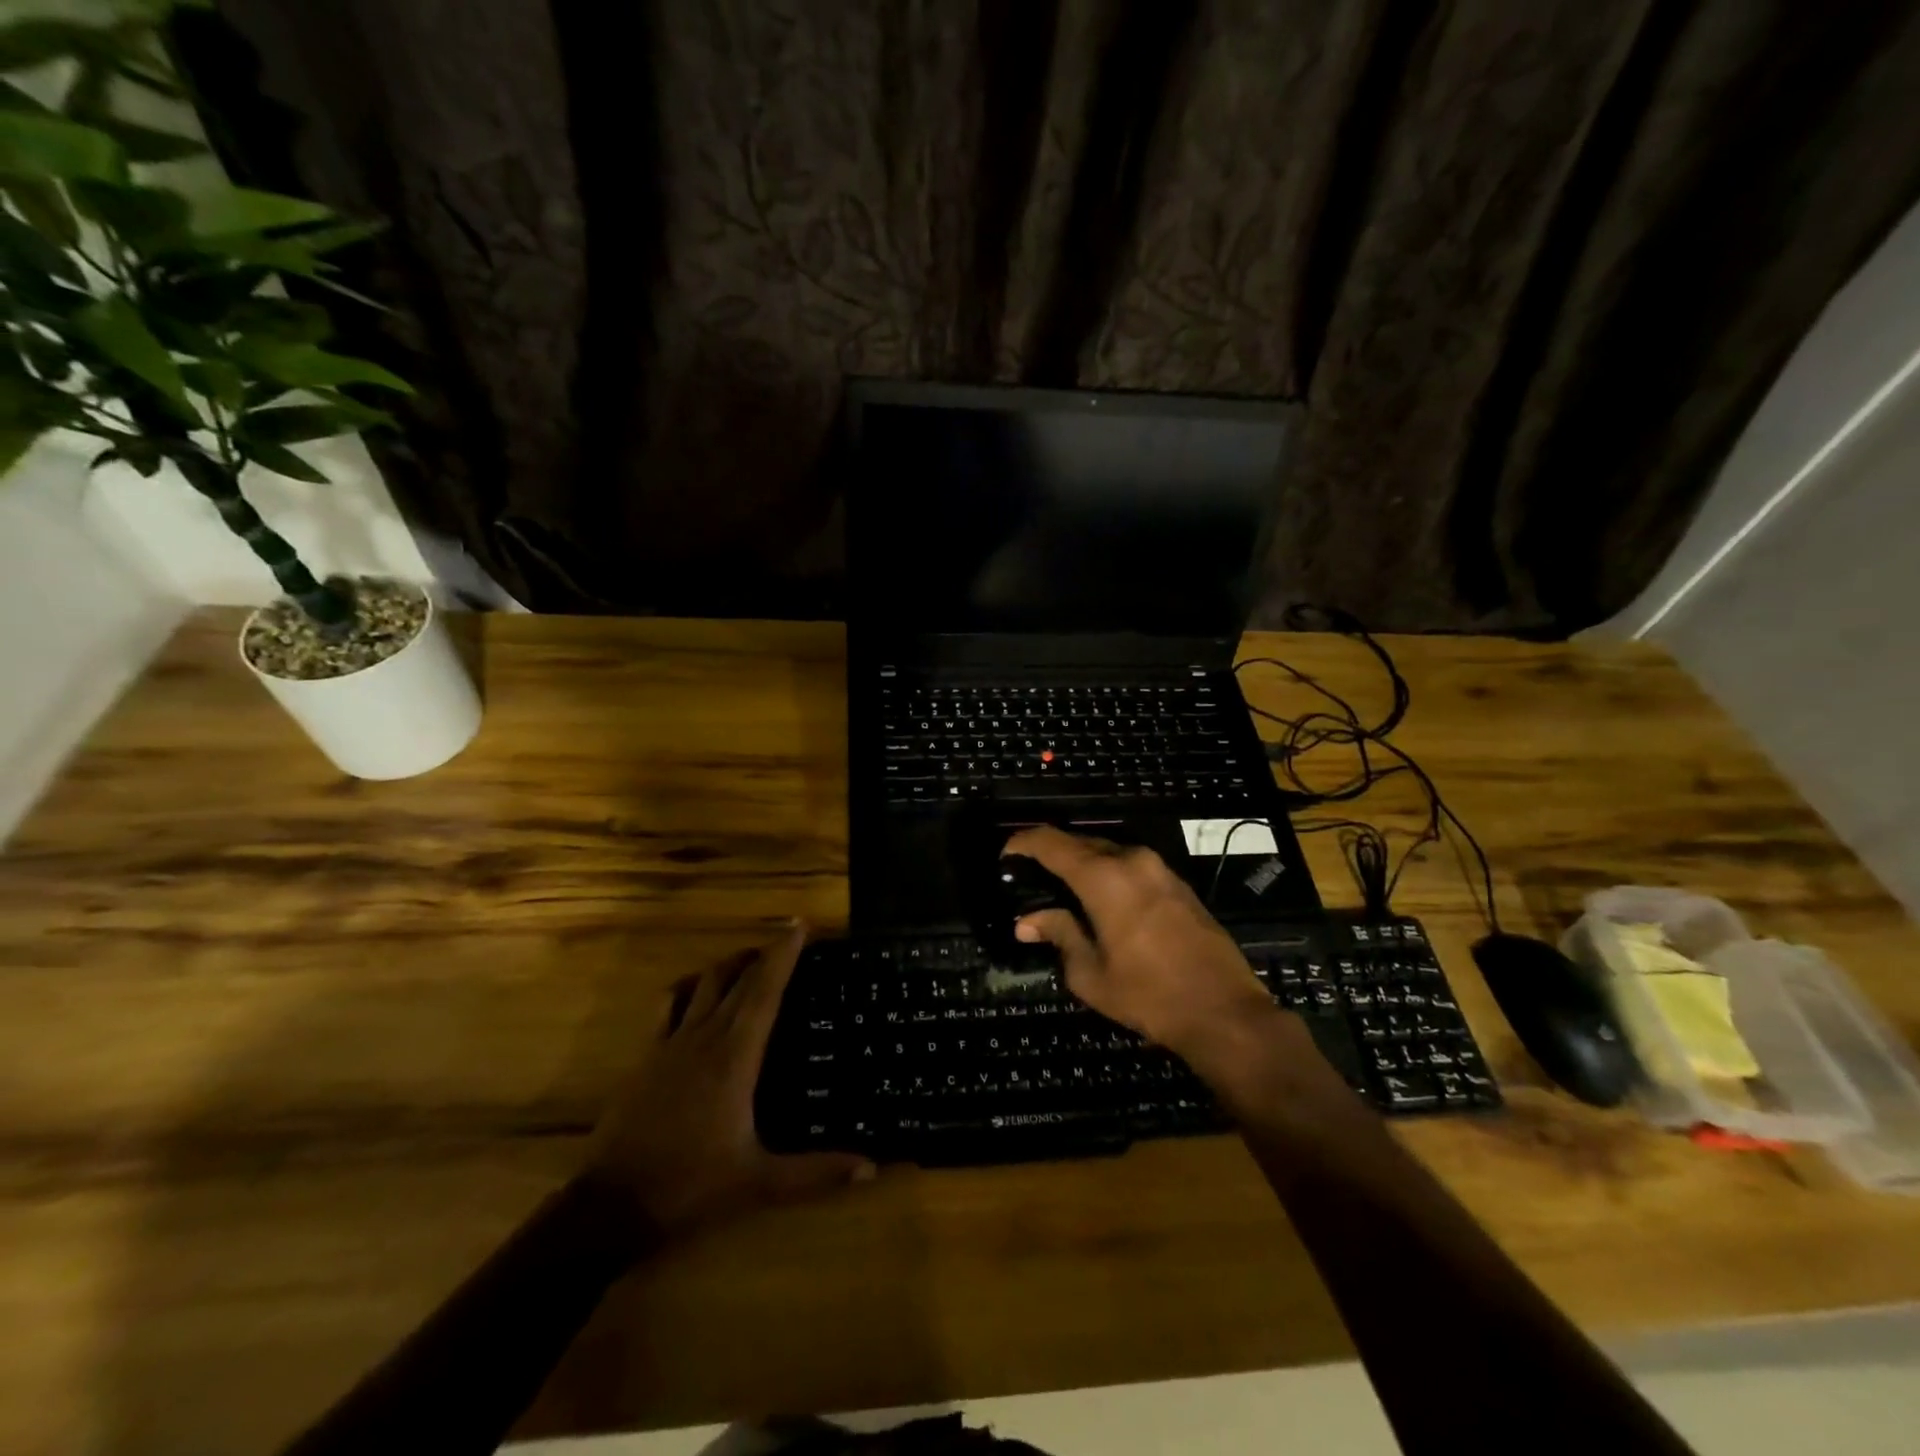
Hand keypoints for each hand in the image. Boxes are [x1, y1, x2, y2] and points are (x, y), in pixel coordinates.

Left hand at [584, 924, 872, 1238]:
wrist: (610, 1206)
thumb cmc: (690, 1186)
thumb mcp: (758, 1182)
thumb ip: (816, 1172)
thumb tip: (871, 1167)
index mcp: (735, 1056)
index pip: (765, 990)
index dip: (784, 953)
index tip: (800, 925)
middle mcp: (704, 1037)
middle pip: (737, 979)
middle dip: (764, 953)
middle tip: (788, 940)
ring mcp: (670, 1043)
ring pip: (702, 983)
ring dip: (728, 965)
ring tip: (750, 961)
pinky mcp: (646, 1056)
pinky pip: (668, 1004)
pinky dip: (687, 987)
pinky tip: (694, 992)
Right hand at [1004, 826, 1283, 1061]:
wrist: (1224, 1011)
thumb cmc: (1149, 994)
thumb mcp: (1090, 973)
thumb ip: (1058, 935)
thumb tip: (1027, 922)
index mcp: (1104, 877)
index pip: (1051, 843)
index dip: (1023, 842)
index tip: (1005, 854)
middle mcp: (1132, 861)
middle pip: (1080, 843)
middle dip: (1051, 854)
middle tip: (1029, 875)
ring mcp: (1160, 869)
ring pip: (1108, 853)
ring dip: (1082, 864)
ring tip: (1061, 889)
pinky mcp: (1178, 884)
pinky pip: (1131, 867)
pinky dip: (1108, 875)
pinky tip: (1100, 900)